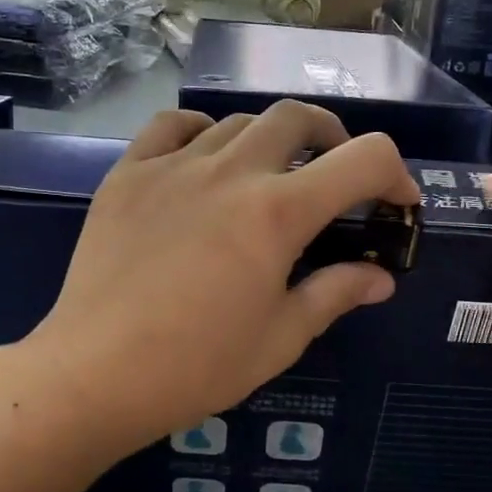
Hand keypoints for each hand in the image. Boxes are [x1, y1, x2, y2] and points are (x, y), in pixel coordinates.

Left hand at [25, 102, 418, 453]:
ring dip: (270, 140)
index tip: (396, 202)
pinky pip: (173, 125)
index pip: (363, 159)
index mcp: (278, 213)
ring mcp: (173, 165)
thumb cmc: (197, 366)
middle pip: (298, 117)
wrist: (95, 374)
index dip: (395, 174)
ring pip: (239, 121)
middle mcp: (231, 171)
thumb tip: (381, 278)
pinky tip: (204, 160)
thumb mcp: (280, 337)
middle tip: (334, 176)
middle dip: (333, 139)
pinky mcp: (128, 174)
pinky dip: (202, 131)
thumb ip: (335, 293)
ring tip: (268, 177)